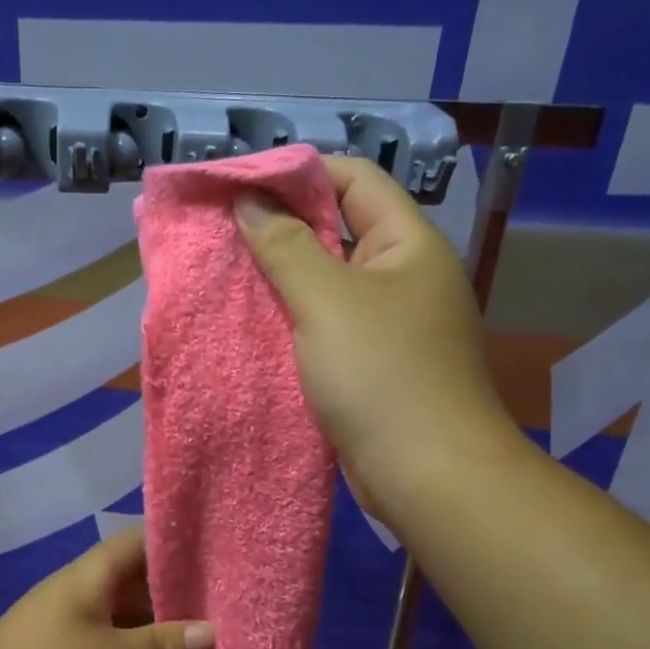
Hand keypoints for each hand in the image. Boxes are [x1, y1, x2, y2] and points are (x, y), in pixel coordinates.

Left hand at [0, 529, 212, 648]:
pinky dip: (138, 643)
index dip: (175, 539)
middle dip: (175, 583)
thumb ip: (161, 643)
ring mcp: (69, 622)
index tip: (217, 547)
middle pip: (134, 574)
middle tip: (224, 593)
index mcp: (88, 576)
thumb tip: (210, 630)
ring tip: (208, 625)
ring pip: (124, 608)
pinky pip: (111, 637)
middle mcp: (80, 590)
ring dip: (158, 617)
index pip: (138, 540)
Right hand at [236, 155, 521, 521]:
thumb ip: (286, 246)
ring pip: (328, 283)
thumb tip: (249, 201)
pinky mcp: (372, 365)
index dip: (297, 173)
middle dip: (281, 226)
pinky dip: (292, 320)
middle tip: (222, 229)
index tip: (238, 184)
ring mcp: (389, 324)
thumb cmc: (382, 375)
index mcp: (408, 244)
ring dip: (282, 277)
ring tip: (227, 272)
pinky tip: (252, 322)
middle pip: (338, 230)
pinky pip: (326, 326)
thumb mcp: (327, 301)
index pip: (353, 180)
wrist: (427, 475)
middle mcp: (403, 276)